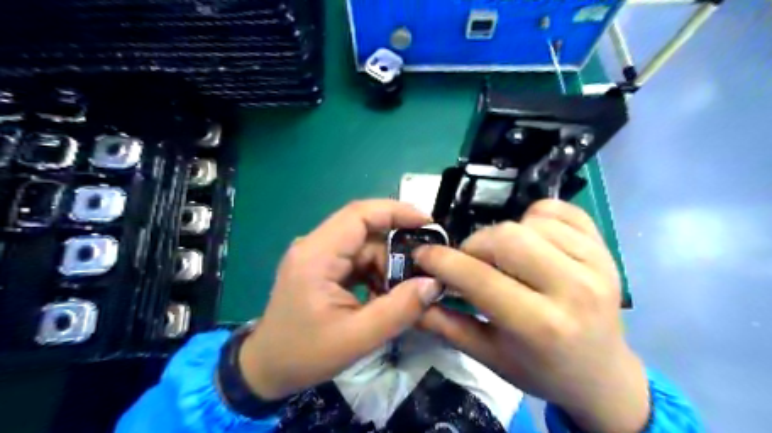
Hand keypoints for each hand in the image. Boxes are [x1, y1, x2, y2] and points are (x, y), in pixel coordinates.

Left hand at [239, 198, 439, 399]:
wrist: (266, 368)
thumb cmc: (304, 355)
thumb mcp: (356, 338)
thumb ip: (399, 310)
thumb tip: (433, 283)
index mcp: (316, 255)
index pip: (359, 214)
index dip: (396, 211)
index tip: (427, 223)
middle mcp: (315, 246)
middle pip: (365, 231)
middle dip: (397, 248)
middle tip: (423, 270)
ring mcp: (317, 255)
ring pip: (364, 245)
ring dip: (387, 264)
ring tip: (403, 290)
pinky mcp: (321, 266)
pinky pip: (356, 258)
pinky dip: (375, 272)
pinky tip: (383, 293)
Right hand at [414, 199, 646, 432]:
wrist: (602, 375)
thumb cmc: (540, 370)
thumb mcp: (488, 356)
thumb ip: (445, 325)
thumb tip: (412, 298)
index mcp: (540, 326)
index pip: (479, 278)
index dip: (442, 261)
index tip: (423, 255)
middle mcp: (573, 290)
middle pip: (507, 238)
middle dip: (475, 245)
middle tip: (470, 262)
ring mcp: (595, 264)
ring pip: (530, 221)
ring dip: (505, 235)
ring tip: (505, 259)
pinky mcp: (606, 249)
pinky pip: (560, 210)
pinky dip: (536, 218)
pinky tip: (533, 241)